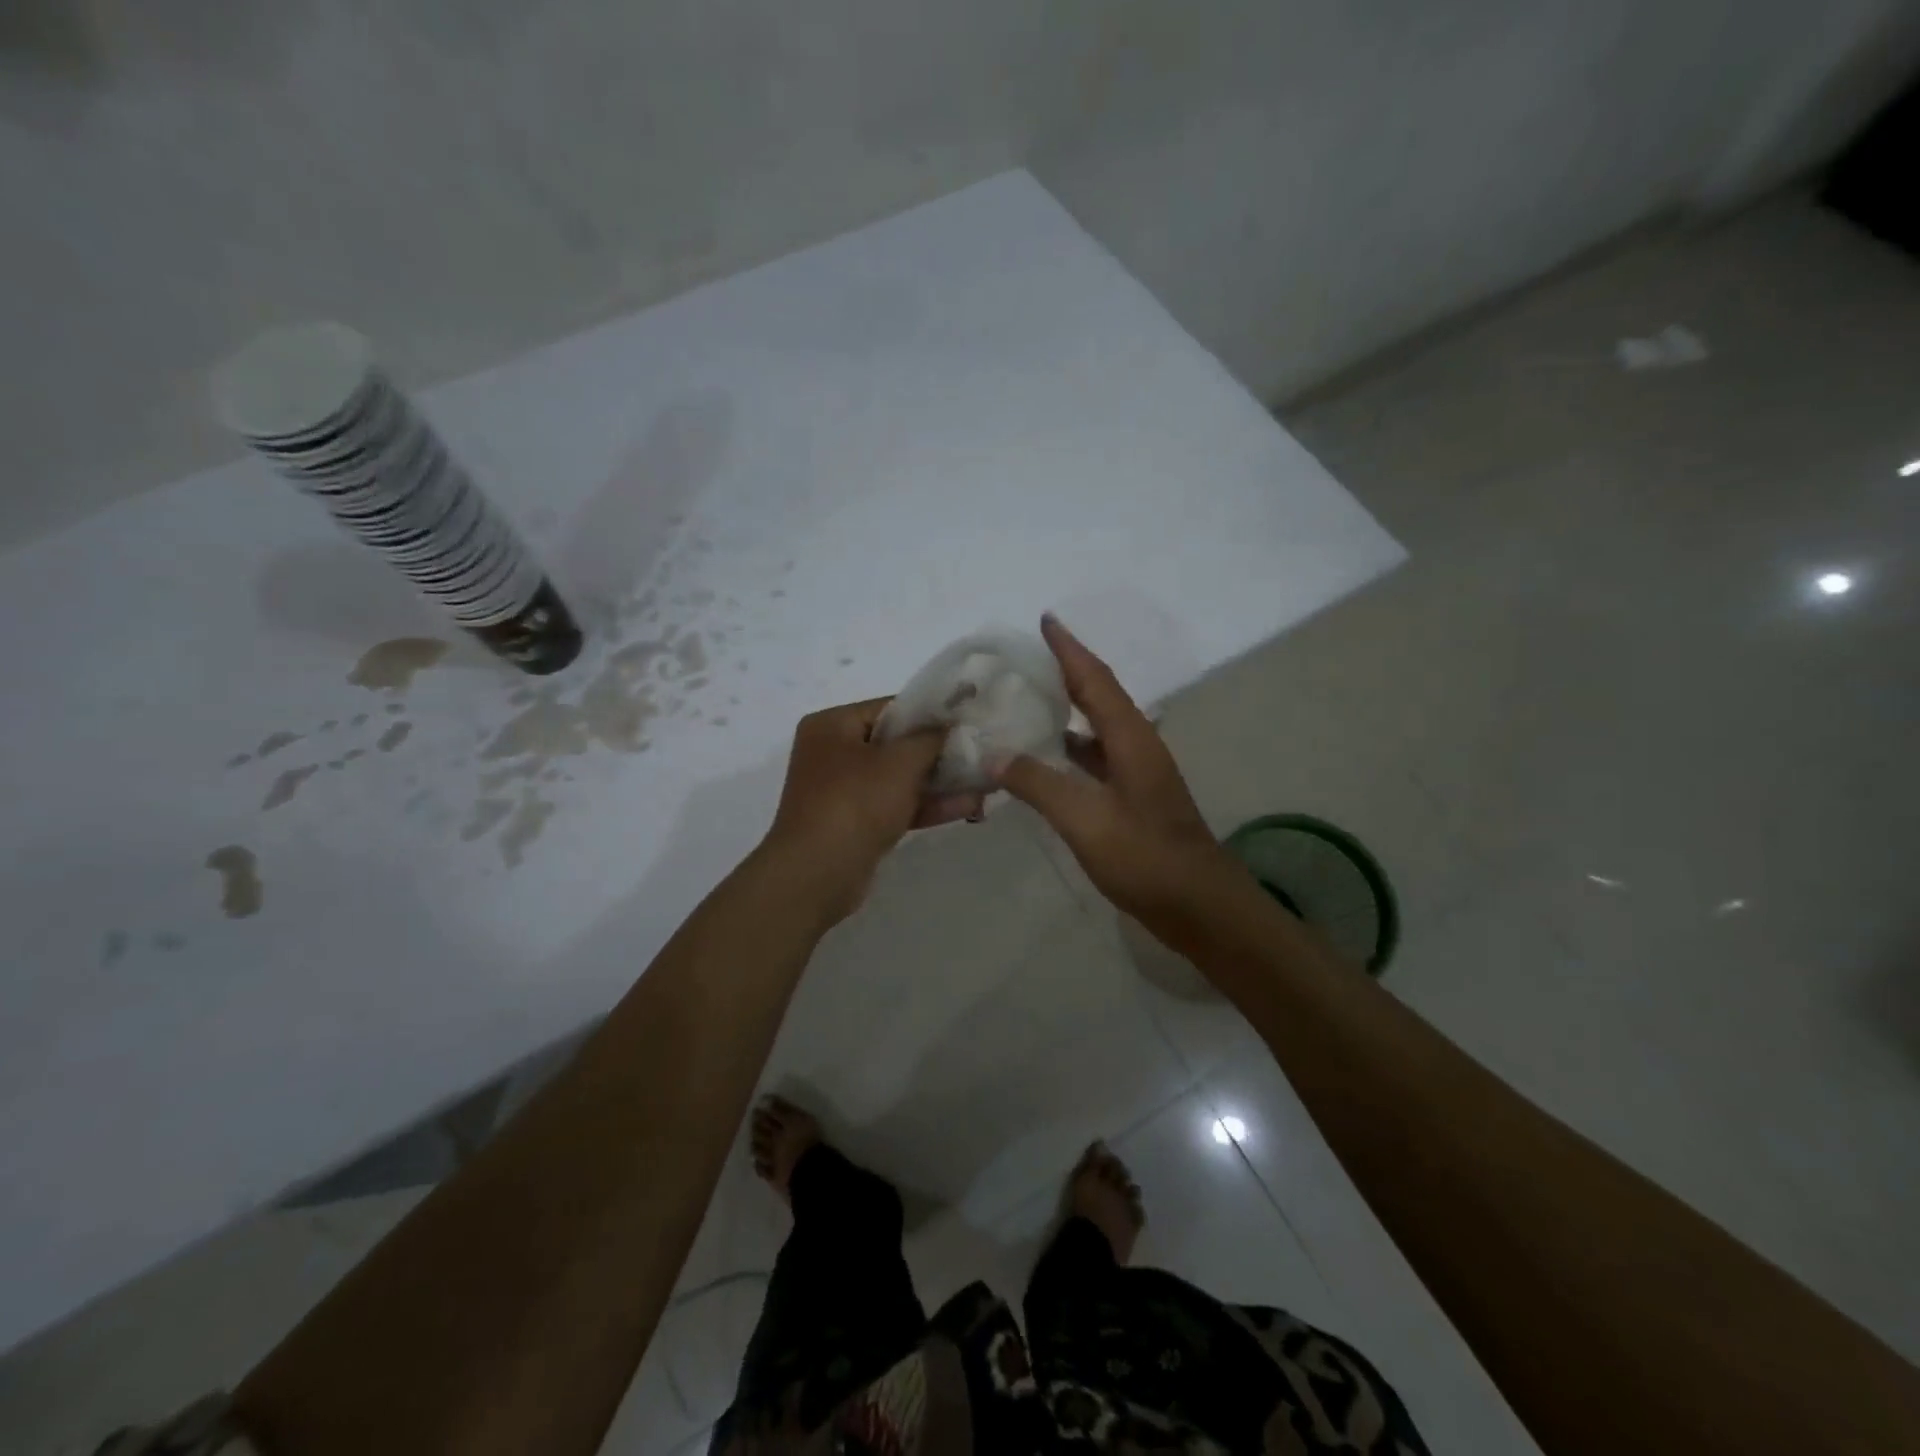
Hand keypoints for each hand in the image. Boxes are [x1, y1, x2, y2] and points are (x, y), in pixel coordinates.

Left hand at [761, 697, 982, 922]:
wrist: (816, 875)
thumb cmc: (855, 803)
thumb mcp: (899, 762)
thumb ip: (930, 738)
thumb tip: (950, 725)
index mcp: (832, 726)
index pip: (890, 708)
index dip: (931, 713)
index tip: (968, 719)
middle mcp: (833, 753)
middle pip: (896, 744)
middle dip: (939, 751)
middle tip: (982, 750)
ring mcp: (843, 791)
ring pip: (899, 778)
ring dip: (939, 781)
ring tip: (985, 781)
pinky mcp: (856, 824)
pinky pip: (896, 806)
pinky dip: (927, 805)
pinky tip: (969, 806)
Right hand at [992, 615, 1233, 931]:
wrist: (1200, 906)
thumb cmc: (1146, 858)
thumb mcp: (1086, 820)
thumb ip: (1039, 785)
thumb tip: (995, 755)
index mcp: (1131, 738)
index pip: (1095, 680)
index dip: (1069, 649)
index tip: (1046, 619)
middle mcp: (1137, 745)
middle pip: (1098, 696)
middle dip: (1066, 671)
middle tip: (1027, 658)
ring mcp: (1138, 773)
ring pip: (1097, 729)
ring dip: (1066, 711)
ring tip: (1027, 700)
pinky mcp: (1134, 798)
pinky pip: (1095, 758)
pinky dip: (1069, 749)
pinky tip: (1044, 758)